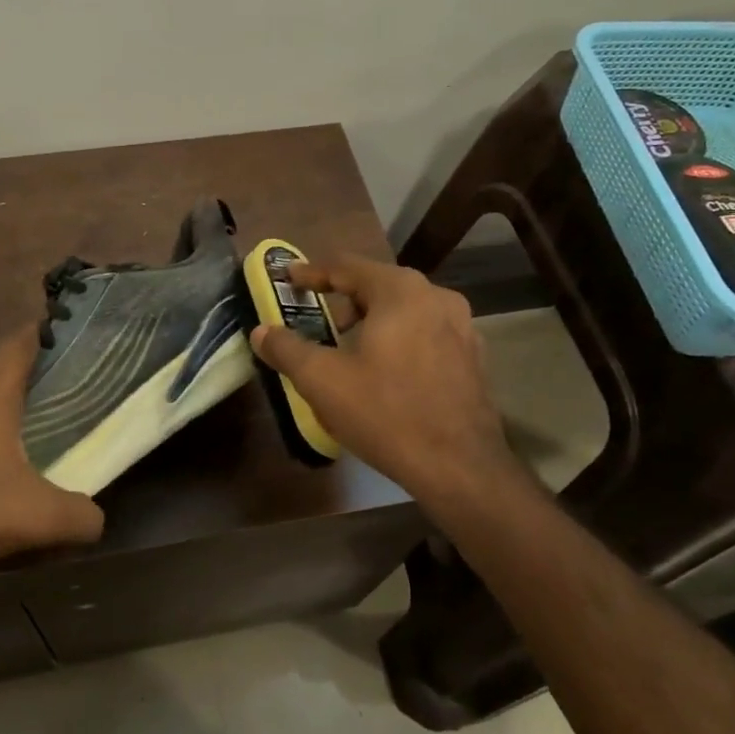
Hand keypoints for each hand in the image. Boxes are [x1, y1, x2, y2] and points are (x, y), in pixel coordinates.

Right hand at [251, 255, 522, 517]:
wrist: (459, 467)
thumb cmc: (385, 413)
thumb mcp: (322, 380)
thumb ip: (287, 349)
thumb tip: (261, 332)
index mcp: (400, 291)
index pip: (346, 266)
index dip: (311, 272)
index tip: (288, 278)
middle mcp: (436, 297)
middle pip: (377, 285)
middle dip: (342, 299)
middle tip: (317, 320)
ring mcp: (462, 326)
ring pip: (404, 310)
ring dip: (372, 320)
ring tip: (348, 348)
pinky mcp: (473, 356)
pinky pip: (425, 333)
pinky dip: (398, 339)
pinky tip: (386, 370)